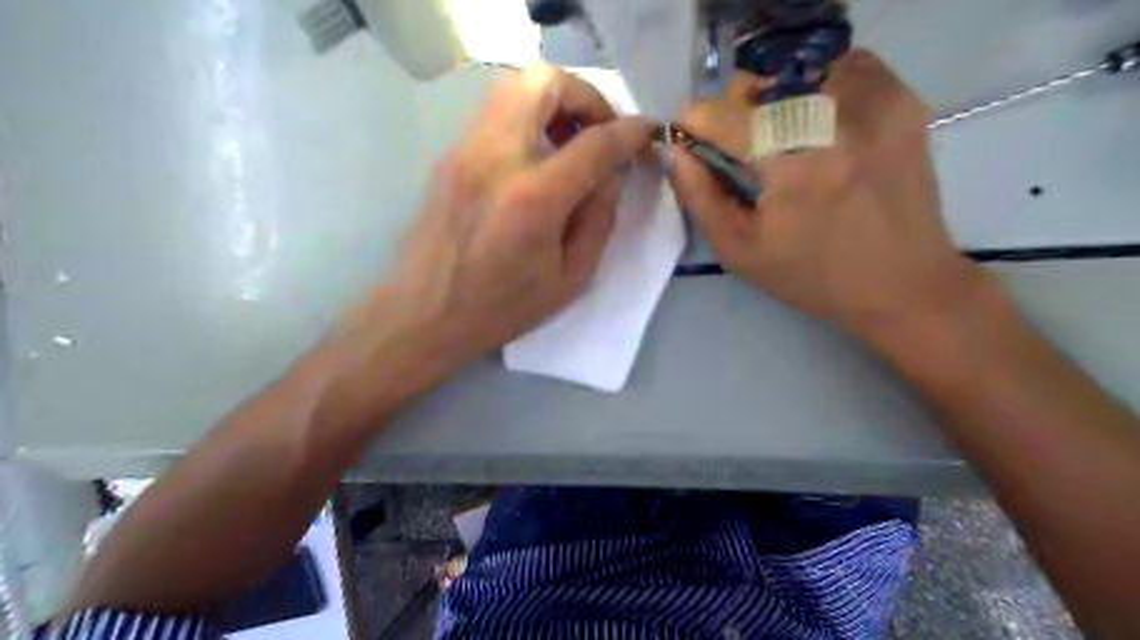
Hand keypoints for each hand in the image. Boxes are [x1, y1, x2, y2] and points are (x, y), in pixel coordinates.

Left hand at [382, 63, 653, 370]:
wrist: (424, 314)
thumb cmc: (502, 308)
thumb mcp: (571, 279)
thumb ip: (599, 220)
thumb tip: (610, 175)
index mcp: (533, 199)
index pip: (594, 142)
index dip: (630, 131)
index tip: (646, 131)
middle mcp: (496, 159)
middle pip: (543, 82)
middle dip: (584, 95)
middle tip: (599, 130)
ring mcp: (465, 151)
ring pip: (514, 87)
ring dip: (553, 102)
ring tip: (569, 142)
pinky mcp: (449, 156)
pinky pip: (495, 114)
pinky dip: (527, 118)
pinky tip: (536, 159)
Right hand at [671, 50, 983, 344]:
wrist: (904, 283)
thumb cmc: (812, 276)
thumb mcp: (740, 250)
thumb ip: (699, 196)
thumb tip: (673, 150)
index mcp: (790, 164)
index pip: (721, 113)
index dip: (695, 122)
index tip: (691, 139)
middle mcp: (834, 120)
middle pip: (759, 84)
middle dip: (734, 110)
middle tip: (739, 147)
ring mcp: (875, 103)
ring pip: (799, 70)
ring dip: (777, 97)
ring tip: (782, 136)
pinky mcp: (902, 101)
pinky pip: (846, 68)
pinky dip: (821, 87)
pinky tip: (821, 126)